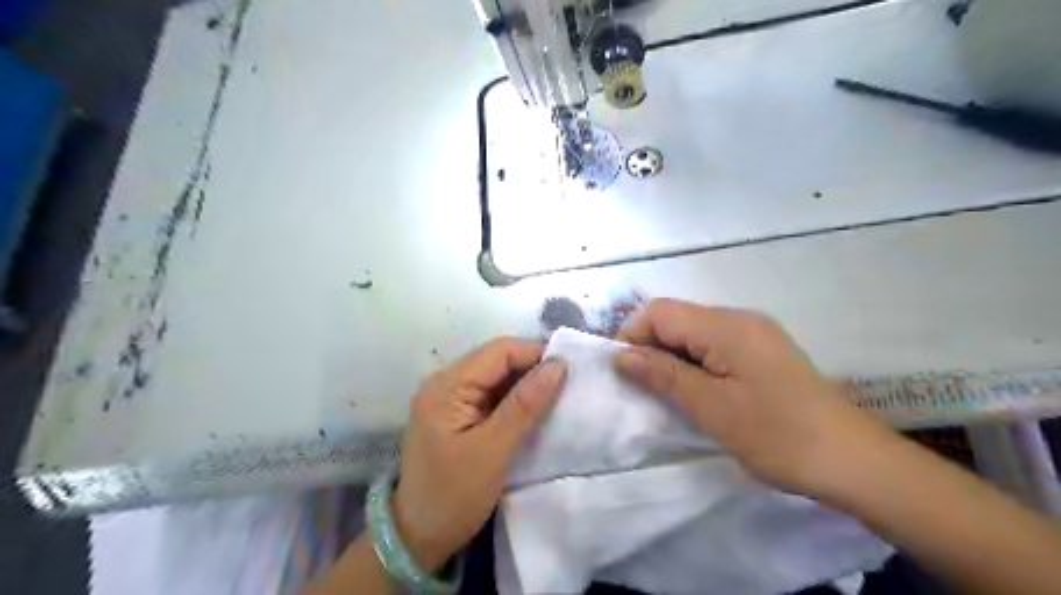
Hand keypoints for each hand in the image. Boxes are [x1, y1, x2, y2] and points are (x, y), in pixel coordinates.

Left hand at [393, 337, 568, 568]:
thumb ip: (525, 404)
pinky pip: (489, 394)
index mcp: (446, 386)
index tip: (570, 369)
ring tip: (557, 394)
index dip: (535, 353)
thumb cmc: (454, 495)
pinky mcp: (455, 414)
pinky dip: (513, 398)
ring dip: (525, 383)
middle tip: (568, 383)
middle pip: (496, 360)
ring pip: (495, 376)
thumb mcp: (494, 450)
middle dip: (532, 367)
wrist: (418, 538)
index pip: (498, 351)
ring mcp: (448, 398)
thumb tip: (558, 365)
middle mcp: (444, 383)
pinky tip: (533, 408)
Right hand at [614, 298, 892, 496]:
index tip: (624, 373)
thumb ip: (662, 375)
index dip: (633, 336)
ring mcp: (755, 334)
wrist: (854, 461)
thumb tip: (620, 355)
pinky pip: (715, 346)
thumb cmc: (777, 435)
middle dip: (651, 348)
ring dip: (672, 358)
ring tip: (669, 395)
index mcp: (726, 325)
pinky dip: (695, 364)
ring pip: (694, 334)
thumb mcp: (710, 408)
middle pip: (676, 319)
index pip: (659, 311)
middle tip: (645, 390)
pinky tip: (699, 392)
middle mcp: (739, 319)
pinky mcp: (763, 352)